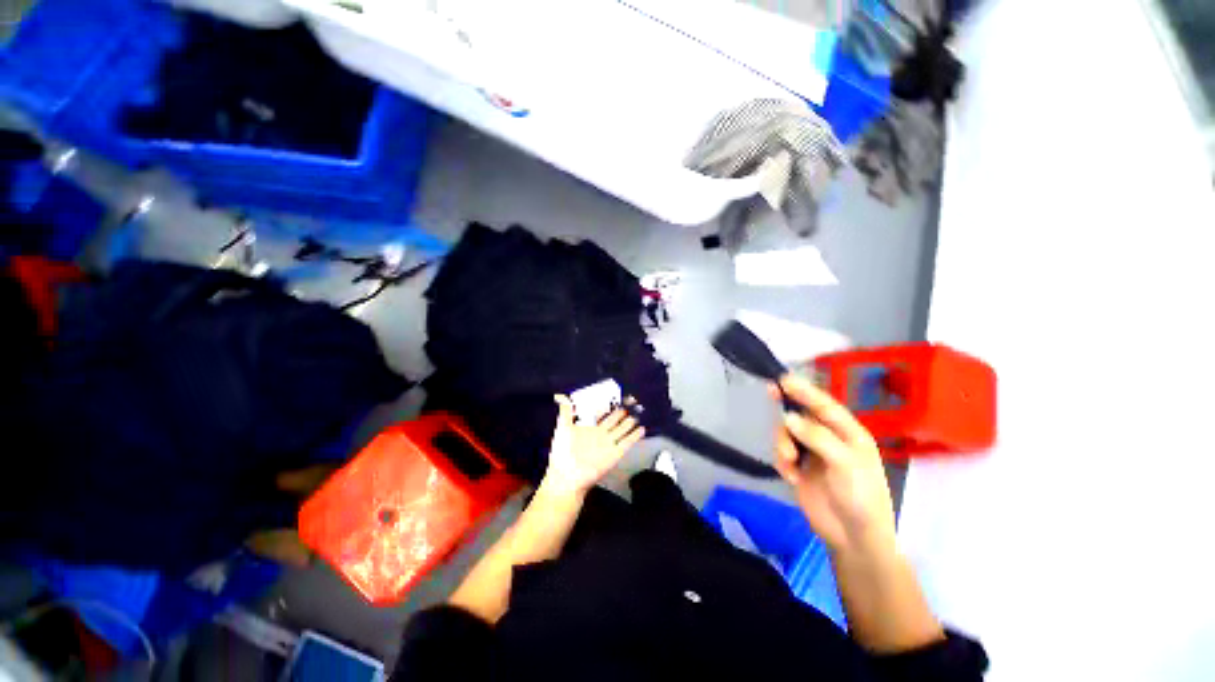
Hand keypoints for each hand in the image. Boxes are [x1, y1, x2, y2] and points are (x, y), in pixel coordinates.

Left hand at [543, 395, 644, 496]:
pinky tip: (641, 429)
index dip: (609, 405)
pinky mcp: (615, 454)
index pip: (602, 413)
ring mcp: (608, 443)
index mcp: (589, 427)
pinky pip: (627, 443)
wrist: (567, 475)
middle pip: (614, 420)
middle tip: (632, 401)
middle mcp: (601, 433)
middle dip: (622, 411)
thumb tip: (561, 395)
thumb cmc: (562, 451)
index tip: (616, 396)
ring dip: (629, 423)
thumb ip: (565, 411)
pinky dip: (635, 436)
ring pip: (622, 430)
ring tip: (637, 415)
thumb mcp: (563, 427)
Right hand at [771, 375, 896, 557]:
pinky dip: (782, 462)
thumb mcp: (846, 464)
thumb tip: (788, 417)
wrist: (853, 537)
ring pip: (786, 433)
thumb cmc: (861, 496)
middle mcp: (827, 438)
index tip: (784, 379)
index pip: (824, 405)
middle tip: (770, 392)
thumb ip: (817, 437)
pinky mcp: (798, 468)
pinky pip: (781, 454)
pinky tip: (791, 476)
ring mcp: (811, 453)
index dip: (804, 390)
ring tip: (789, 461)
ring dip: (782, 443)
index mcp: (847, 432)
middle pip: (800, 415)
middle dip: (787, 409)